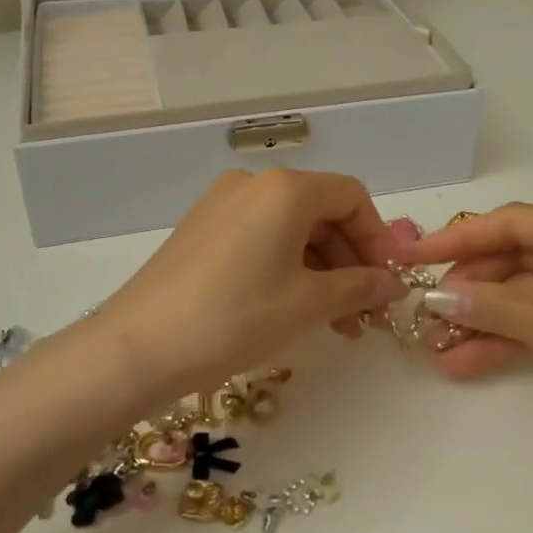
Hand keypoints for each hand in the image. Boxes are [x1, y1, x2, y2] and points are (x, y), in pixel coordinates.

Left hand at [93, 170, 408, 406]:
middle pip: (322, 212)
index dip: (378, 239)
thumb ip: (360, 287)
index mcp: (285, 188)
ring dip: (322, 269)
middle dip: (351, 261)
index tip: (388, 283)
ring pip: (291, 228)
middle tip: (365, 313)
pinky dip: (288, 266)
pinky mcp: (202, 229)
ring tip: (336, 322)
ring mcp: (222, 204)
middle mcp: (254, 184)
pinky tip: (295, 307)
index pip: (352, 198)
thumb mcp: (308, 304)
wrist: (138, 348)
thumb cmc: (235, 318)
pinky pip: (261, 237)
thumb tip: (394, 284)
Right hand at [400, 204, 532, 480]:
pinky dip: (502, 341)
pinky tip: (460, 363)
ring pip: (523, 296)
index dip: (461, 238)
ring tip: (433, 343)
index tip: (415, 257)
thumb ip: (489, 304)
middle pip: (517, 259)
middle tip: (425, 309)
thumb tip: (437, 297)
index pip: (516, 223)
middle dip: (470, 286)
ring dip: (480, 319)